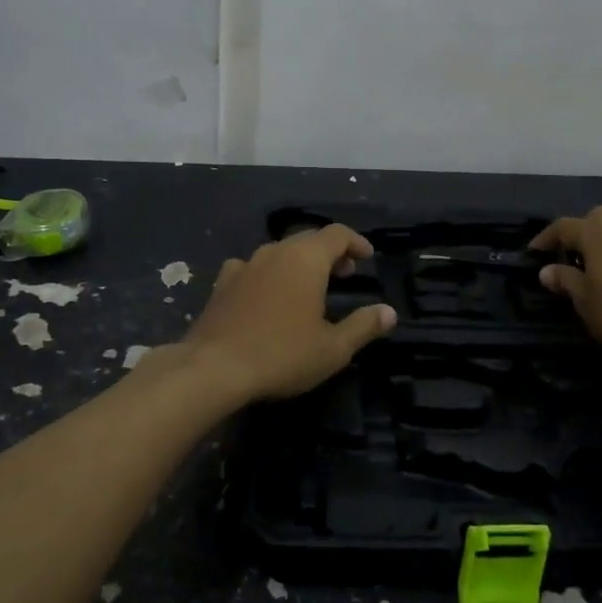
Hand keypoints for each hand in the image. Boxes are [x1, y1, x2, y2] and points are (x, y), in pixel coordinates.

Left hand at [181, 224, 396, 402]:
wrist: (212, 368)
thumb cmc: (281, 355)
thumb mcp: (333, 348)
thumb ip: (363, 326)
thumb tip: (389, 312)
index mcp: (306, 259)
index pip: (336, 234)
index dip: (355, 242)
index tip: (367, 258)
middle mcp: (275, 252)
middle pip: (308, 239)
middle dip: (330, 252)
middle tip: (345, 274)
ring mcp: (244, 265)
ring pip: (280, 252)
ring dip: (299, 262)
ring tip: (310, 286)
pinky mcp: (222, 283)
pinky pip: (253, 268)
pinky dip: (269, 274)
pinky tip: (267, 293)